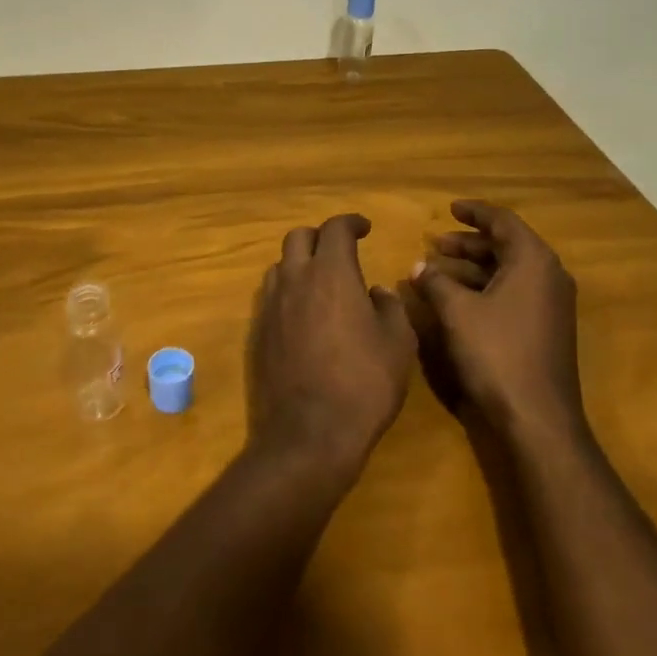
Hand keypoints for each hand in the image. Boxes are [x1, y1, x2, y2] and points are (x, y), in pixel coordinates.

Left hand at [248, 213, 415, 477]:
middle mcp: (295, 280)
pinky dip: (288, 292)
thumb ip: (390, 307)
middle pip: (298, 237)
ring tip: (320, 281)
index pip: (335, 229)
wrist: (309, 433)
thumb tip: (376, 292)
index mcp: (332, 273)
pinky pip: (271, 297)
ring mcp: (271, 306)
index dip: (351, 222)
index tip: (364, 228)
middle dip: (320, 237)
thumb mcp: (398, 343)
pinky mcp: (257, 333)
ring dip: (300, 263)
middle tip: (340, 251)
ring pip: (280, 265)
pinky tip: (304, 315)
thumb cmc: (364, 383)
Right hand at [411, 200, 584, 439]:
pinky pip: (514, 292)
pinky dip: (486, 288)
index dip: (474, 212)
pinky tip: (457, 299)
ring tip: (438, 270)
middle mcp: (549, 276)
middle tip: (436, 243)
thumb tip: (418, 267)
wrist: (537, 418)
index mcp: (534, 261)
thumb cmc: (497, 353)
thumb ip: (436, 282)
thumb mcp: (457, 312)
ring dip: (474, 267)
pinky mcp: (547, 328)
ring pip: (509, 271)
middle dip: (469, 242)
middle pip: (507, 245)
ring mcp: (551, 304)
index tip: (450, 208)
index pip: (503, 221)